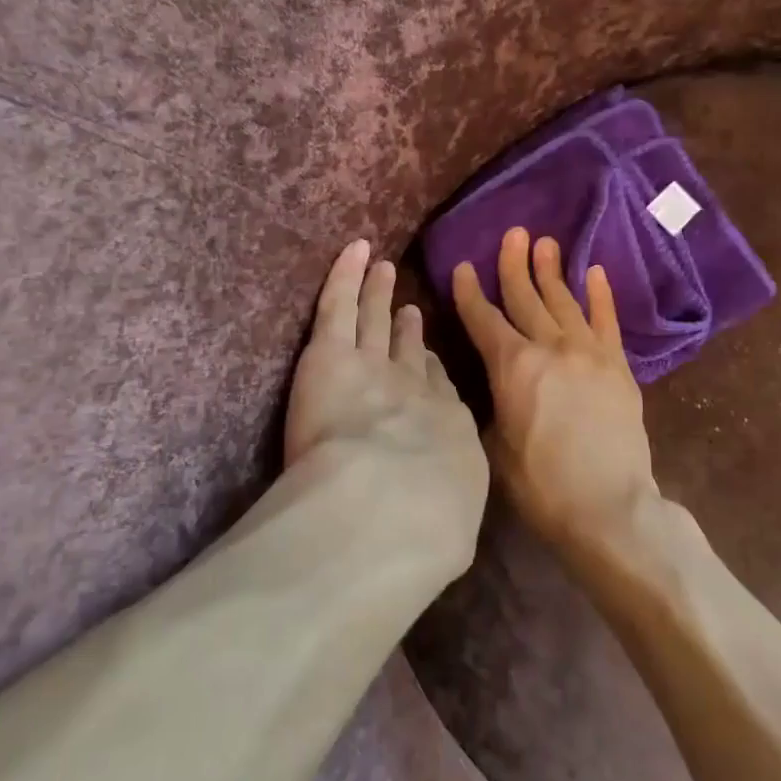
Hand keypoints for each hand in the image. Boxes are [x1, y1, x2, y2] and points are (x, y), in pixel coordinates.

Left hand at [286, 239, 488, 567]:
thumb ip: (444, 516)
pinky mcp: (331, 353)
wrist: (393, 503)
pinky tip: (354, 251)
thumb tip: (443, 524)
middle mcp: (414, 389)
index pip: (437, 390)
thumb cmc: (427, 528)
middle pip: (409, 350)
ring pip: (374, 320)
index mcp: (445, 430)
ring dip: (378, 294)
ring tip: (383, 272)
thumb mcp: (449, 529)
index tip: (425, 360)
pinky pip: (339, 304)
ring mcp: (373, 364)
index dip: (429, 371)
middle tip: (408, 311)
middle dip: (409, 330)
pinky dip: (347, 274)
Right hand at [453, 229, 660, 549]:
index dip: (470, 292)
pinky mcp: (618, 366)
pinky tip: (594, 272)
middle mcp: (549, 347)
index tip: (464, 267)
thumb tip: (495, 384)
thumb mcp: (494, 446)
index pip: (483, 319)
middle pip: (526, 297)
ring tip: (545, 242)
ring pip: (564, 301)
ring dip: (552, 270)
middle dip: (514, 264)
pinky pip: (607, 321)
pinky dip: (600, 295)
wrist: (608, 507)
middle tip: (512, 233)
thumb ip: (492, 404)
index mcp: (512, 366)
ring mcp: (588, 352)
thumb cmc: (541, 484)